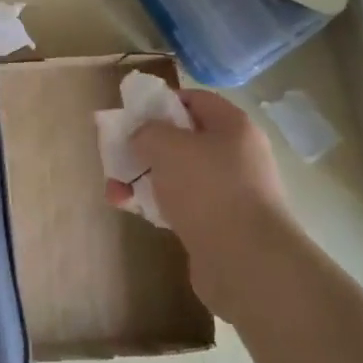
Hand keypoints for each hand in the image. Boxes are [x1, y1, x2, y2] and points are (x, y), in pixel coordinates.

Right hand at [113, 89, 291, 316]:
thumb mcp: (166, 145)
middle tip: (117, 158)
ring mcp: (231, 192)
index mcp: (233, 126)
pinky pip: (184, 205)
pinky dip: (158, 206)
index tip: (132, 117)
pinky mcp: (222, 226)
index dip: (161, 102)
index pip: (194, 99)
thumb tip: (143, 138)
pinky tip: (135, 213)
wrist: (247, 263)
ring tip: (114, 193)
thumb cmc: (208, 189)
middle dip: (145, 148)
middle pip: (183, 140)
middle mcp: (237, 155)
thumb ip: (146, 131)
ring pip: (179, 175)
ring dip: (144, 179)